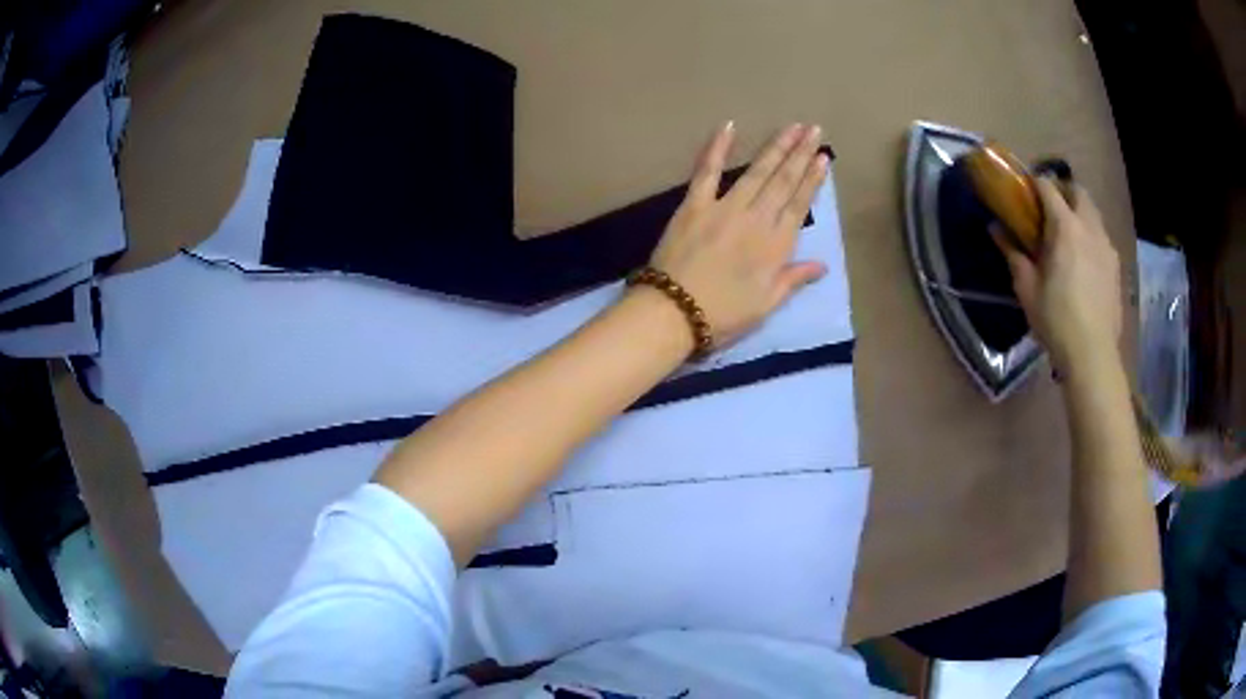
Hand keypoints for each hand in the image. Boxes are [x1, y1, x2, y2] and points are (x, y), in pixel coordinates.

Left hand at [647, 121, 828, 345]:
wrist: (674, 313)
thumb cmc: (723, 315)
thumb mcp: (766, 305)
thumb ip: (793, 279)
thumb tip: (823, 265)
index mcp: (775, 245)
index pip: (799, 204)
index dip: (813, 179)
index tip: (824, 157)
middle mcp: (756, 219)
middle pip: (783, 181)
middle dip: (800, 153)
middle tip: (813, 129)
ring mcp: (724, 208)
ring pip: (756, 171)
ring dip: (775, 147)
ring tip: (791, 127)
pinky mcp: (694, 205)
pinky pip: (708, 171)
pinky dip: (717, 148)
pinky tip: (729, 126)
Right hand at [998, 178, 1122, 375]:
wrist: (1093, 355)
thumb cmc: (1056, 320)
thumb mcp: (1027, 289)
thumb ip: (1013, 253)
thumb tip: (995, 228)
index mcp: (1065, 227)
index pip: (1048, 187)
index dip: (1035, 182)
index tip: (1024, 189)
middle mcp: (1089, 228)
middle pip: (1078, 191)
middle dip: (1063, 190)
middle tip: (1050, 206)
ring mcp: (1106, 246)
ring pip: (1093, 213)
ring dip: (1079, 212)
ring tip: (1068, 234)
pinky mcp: (1116, 266)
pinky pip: (1102, 237)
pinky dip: (1091, 235)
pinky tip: (1083, 259)